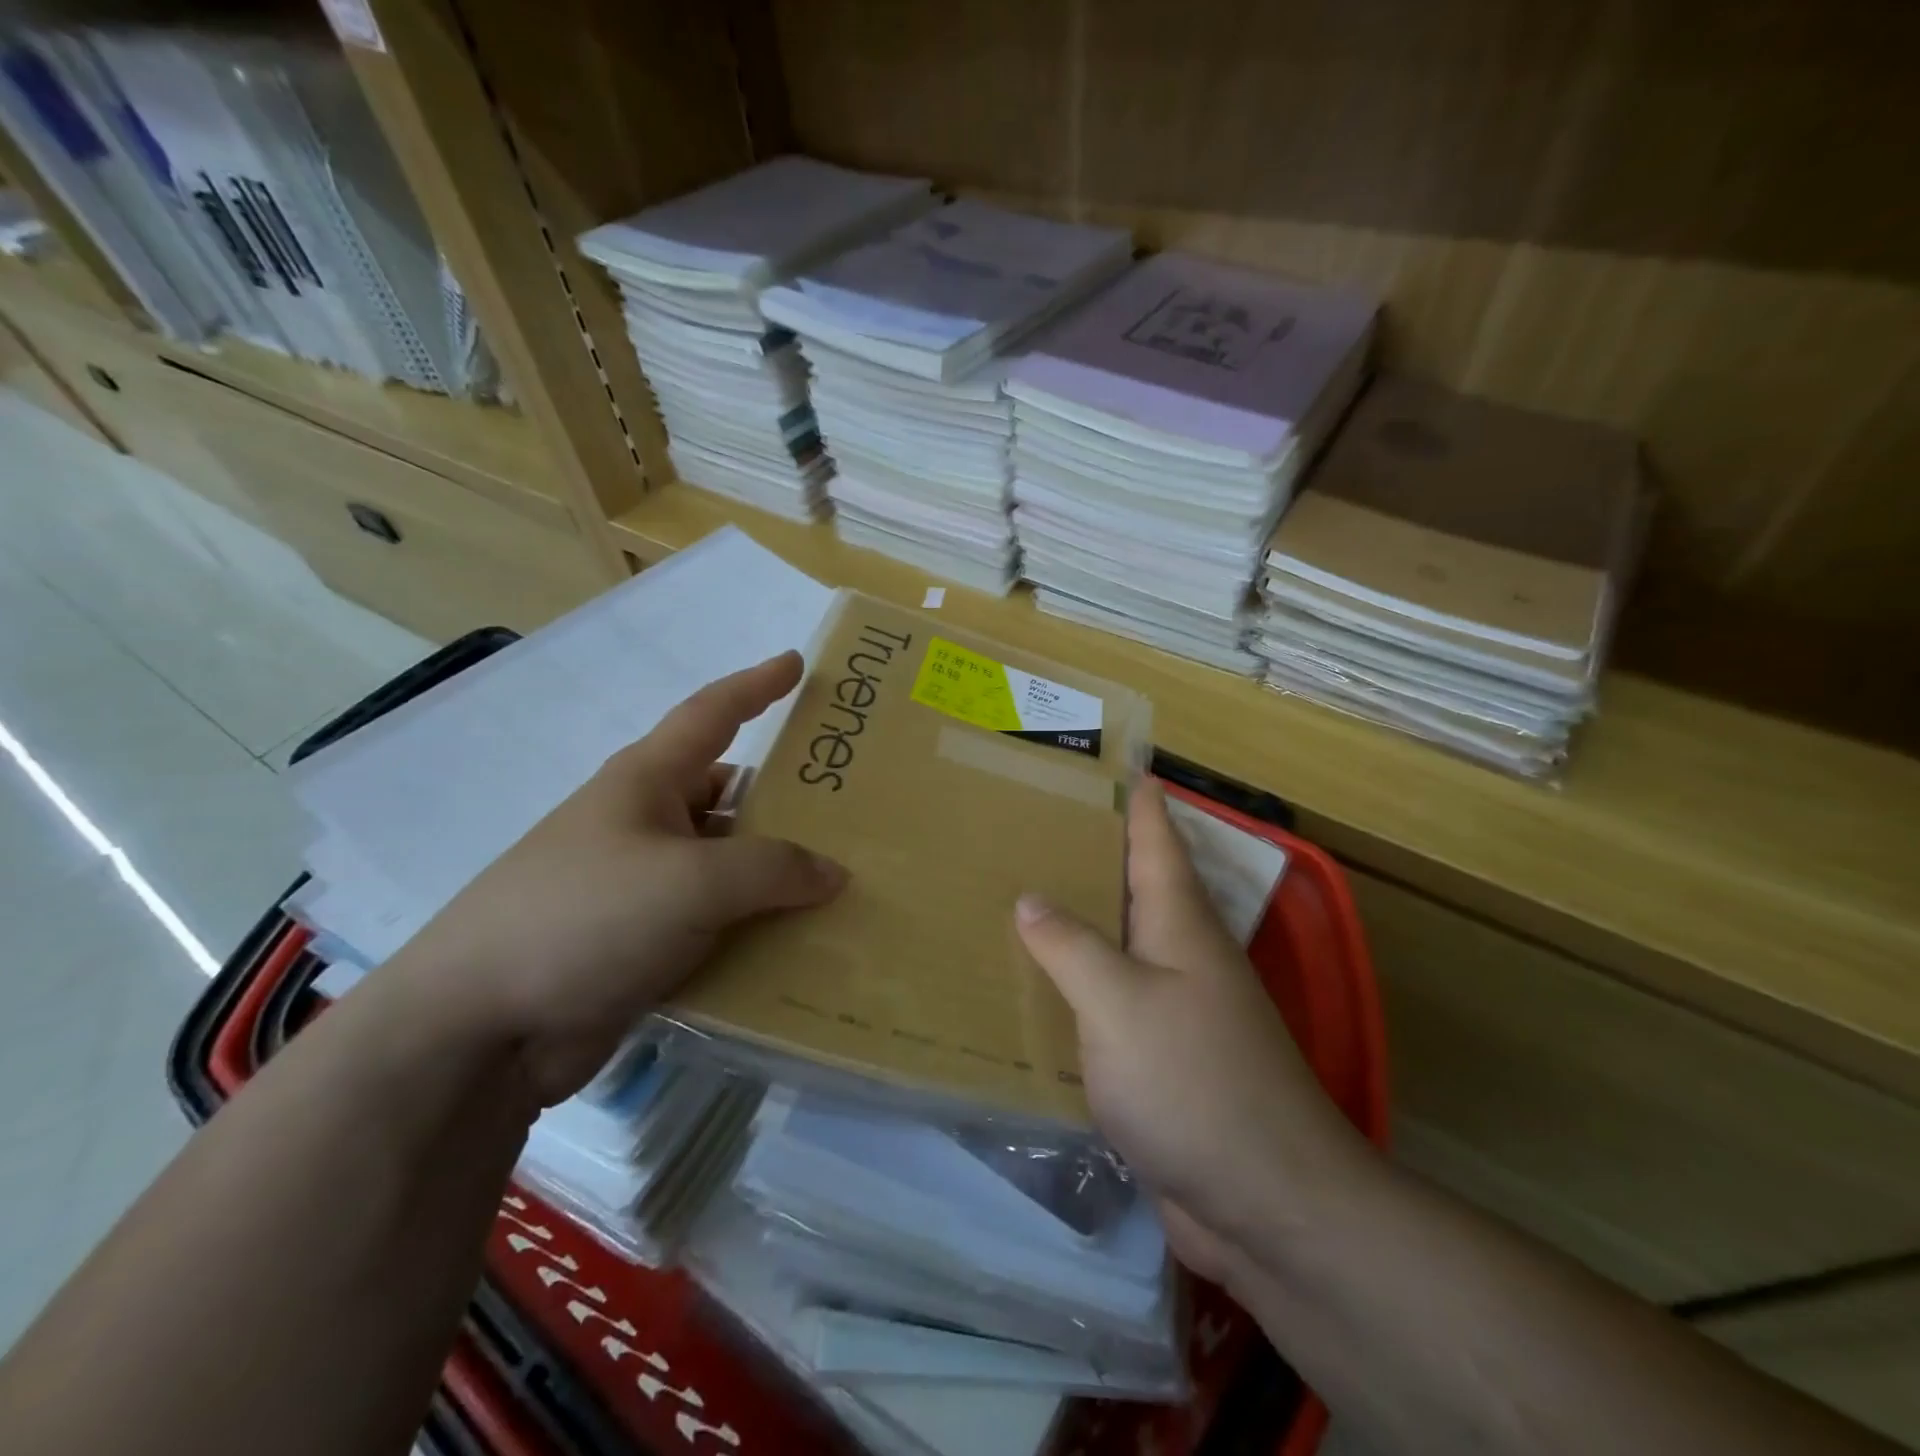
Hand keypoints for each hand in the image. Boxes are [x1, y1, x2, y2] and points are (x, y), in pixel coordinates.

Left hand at [391, 652, 847, 1104]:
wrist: (478, 1030)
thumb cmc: (585, 917)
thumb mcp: (691, 882)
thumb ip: (773, 869)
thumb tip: (832, 874)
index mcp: (647, 781)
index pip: (712, 713)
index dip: (757, 685)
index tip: (797, 663)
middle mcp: (647, 824)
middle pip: (732, 796)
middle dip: (789, 800)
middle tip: (855, 807)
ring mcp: (645, 887)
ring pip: (730, 867)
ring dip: (779, 877)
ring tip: (848, 884)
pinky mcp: (645, 944)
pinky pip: (719, 924)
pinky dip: (757, 929)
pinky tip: (804, 947)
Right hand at [1014, 782, 1372, 1286]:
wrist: (1267, 1202)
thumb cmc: (1193, 1081)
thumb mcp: (1120, 1003)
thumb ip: (1072, 947)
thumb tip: (1031, 897)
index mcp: (1180, 923)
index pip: (1156, 838)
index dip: (1138, 797)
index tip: (1114, 759)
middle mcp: (1183, 955)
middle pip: (1136, 886)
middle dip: (1094, 852)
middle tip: (1035, 823)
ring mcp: (1178, 1009)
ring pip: (1121, 945)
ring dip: (1083, 921)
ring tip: (1022, 894)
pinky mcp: (1164, 1060)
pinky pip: (1112, 1005)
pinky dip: (1079, 988)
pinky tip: (1040, 992)